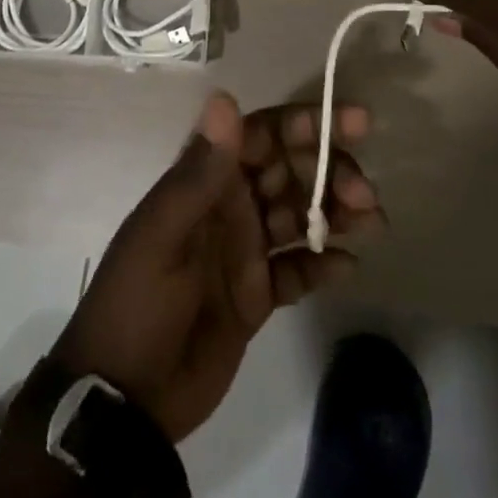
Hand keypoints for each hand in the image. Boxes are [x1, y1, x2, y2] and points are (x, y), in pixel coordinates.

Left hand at [50, 93, 384, 442]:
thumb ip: (199, 172)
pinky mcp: (257, 295)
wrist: (124, 400)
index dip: (306, 124)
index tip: (355, 123)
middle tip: (364, 194)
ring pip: (301, 217)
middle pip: (290, 172)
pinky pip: (298, 270)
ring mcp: (245, 251)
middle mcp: (229, 207)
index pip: (263, 136)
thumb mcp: (162, 236)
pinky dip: (324, 266)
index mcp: (205, 183)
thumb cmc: (137, 305)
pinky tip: (348, 269)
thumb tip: (224, 97)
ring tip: (374, 224)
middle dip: (330, 172)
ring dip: (337, 214)